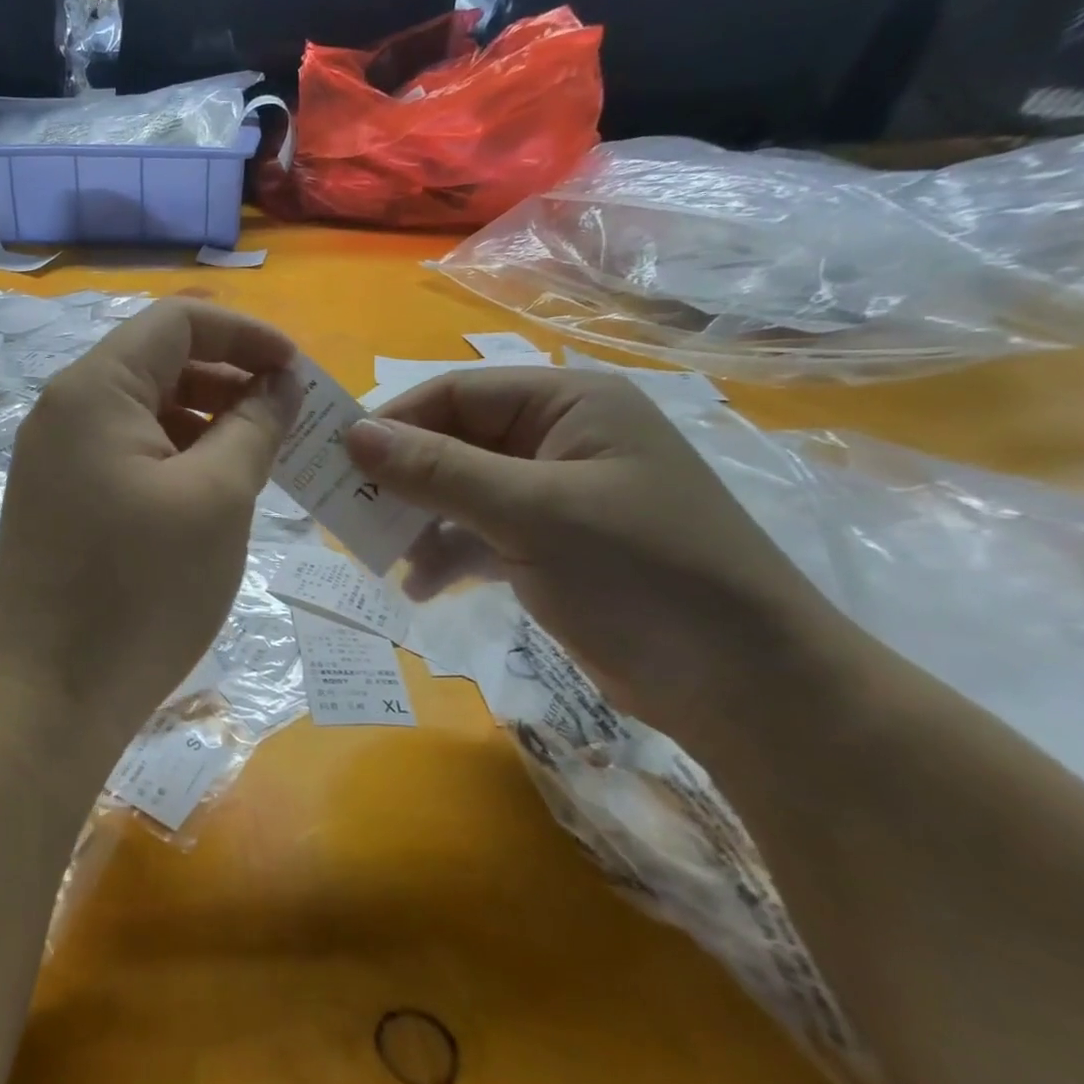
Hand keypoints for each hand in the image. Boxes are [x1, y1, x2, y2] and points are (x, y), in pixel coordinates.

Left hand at [0, 299, 299, 753]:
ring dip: (207, 421)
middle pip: (160, 362)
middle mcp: (66, 410)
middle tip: (289, 420)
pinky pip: (128, 453)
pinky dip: (177, 458)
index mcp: (95, 389)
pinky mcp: (61, 499)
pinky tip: (215, 492)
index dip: (247, 334)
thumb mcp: (216, 497)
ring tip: (261, 459)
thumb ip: (254, 425)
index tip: (299, 373)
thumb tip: (278, 384)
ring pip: (146, 411)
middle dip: (231, 378)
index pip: (179, 320)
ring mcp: (57, 458)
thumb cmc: (139, 590)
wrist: (46, 697)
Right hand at [345, 369, 838, 740]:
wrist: (747, 688)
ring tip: (386, 560)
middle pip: (455, 443)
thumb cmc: (643, 575)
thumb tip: (352, 436)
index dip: (392, 423)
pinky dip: (449, 554)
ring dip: (421, 522)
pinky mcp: (554, 545)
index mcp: (569, 404)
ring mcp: (557, 494)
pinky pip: (481, 532)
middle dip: (403, 481)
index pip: (455, 394)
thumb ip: (437, 471)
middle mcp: (561, 438)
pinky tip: (424, 587)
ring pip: (461, 491)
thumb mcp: (530, 514)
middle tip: (350, 514)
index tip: (336, 461)